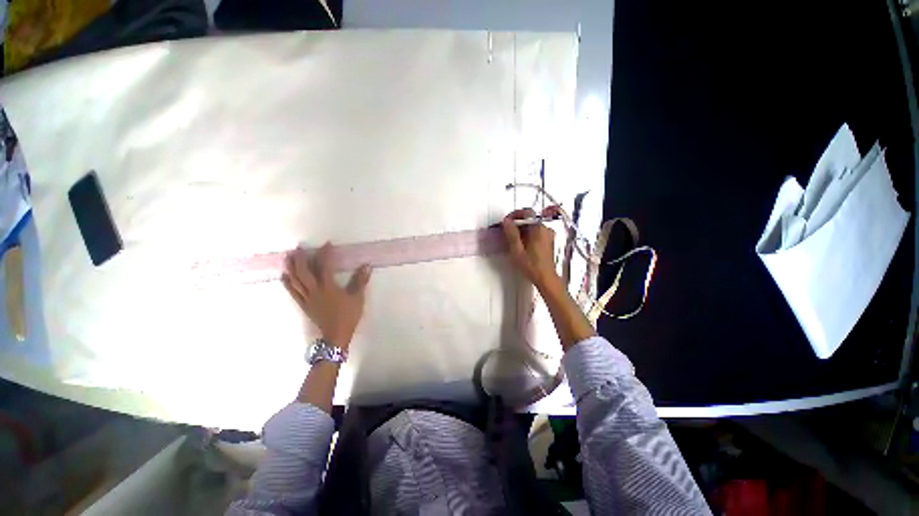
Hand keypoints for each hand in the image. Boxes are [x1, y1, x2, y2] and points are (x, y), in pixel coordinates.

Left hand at [282, 243, 371, 349]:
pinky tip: (284, 276)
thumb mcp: (358, 297)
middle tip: (299, 247)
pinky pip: (293, 292)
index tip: (327, 244)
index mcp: (328, 287)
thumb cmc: (349, 315)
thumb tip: (367, 265)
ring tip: (288, 257)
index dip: (325, 254)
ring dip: (291, 268)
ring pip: (295, 281)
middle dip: (301, 259)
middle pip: (304, 272)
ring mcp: (307, 298)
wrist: (336, 334)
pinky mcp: (303, 305)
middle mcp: (315, 290)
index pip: (325, 266)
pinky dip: (287, 283)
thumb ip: (361, 281)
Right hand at [501, 207, 560, 291]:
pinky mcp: (548, 241)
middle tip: (507, 230)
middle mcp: (546, 229)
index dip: (515, 214)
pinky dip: (528, 234)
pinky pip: (536, 232)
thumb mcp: (517, 250)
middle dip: (517, 222)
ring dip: (522, 229)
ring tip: (512, 238)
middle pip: (530, 219)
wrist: (546, 278)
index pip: (527, 213)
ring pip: (533, 226)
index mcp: (539, 229)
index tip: (506, 221)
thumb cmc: (532, 266)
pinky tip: (521, 243)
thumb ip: (511, 234)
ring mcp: (548, 235)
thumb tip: (506, 221)